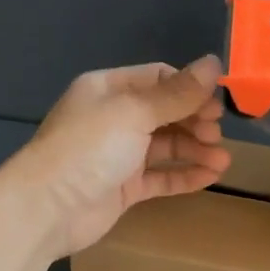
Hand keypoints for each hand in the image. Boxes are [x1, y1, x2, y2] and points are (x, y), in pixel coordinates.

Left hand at [9, 56, 231, 257]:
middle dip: (194, 121)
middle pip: (165, 112)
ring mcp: (118, 154)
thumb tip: (213, 62)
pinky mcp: (123, 187)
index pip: (158, 78)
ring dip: (195, 149)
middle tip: (217, 135)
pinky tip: (210, 176)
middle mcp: (113, 118)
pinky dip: (184, 175)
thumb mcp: (134, 112)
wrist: (47, 208)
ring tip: (222, 160)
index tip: (217, 104)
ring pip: (165, 146)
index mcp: (108, 89)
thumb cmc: (88, 148)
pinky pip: (160, 176)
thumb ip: (177, 93)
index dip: (190, 88)